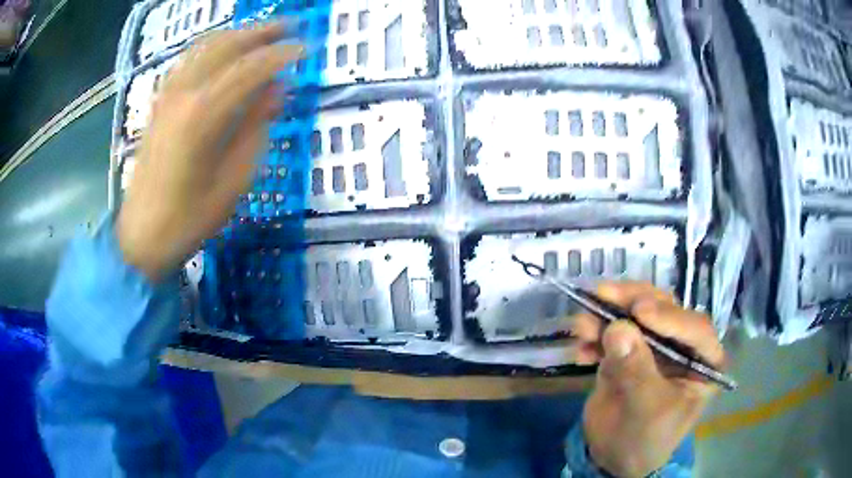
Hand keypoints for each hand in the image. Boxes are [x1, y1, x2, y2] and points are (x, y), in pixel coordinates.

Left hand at [117, 22, 302, 280]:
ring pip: (203, 48)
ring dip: (234, 35)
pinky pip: (186, 62)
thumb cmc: (191, 217)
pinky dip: (208, 48)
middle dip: (259, 33)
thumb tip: (274, 93)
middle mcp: (184, 94)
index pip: (250, 69)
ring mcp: (167, 96)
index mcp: (205, 115)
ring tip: (258, 33)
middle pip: (225, 46)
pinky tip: (221, 51)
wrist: (143, 235)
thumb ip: (255, 129)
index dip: (280, 55)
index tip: (305, 49)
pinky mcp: (158, 104)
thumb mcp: (234, 180)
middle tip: (287, 27)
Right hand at [573, 283, 725, 477]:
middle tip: (604, 295)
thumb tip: (617, 327)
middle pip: (664, 310)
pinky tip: (580, 351)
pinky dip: (594, 334)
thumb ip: (636, 371)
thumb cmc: (645, 440)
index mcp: (702, 361)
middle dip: (633, 301)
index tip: (639, 311)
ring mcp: (654, 345)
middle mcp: (682, 345)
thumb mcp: (646, 410)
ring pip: (636, 313)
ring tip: (582, 326)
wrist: (614, 457)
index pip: (696, 329)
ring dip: (608, 313)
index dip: (670, 316)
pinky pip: (612, 331)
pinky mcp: (628, 350)